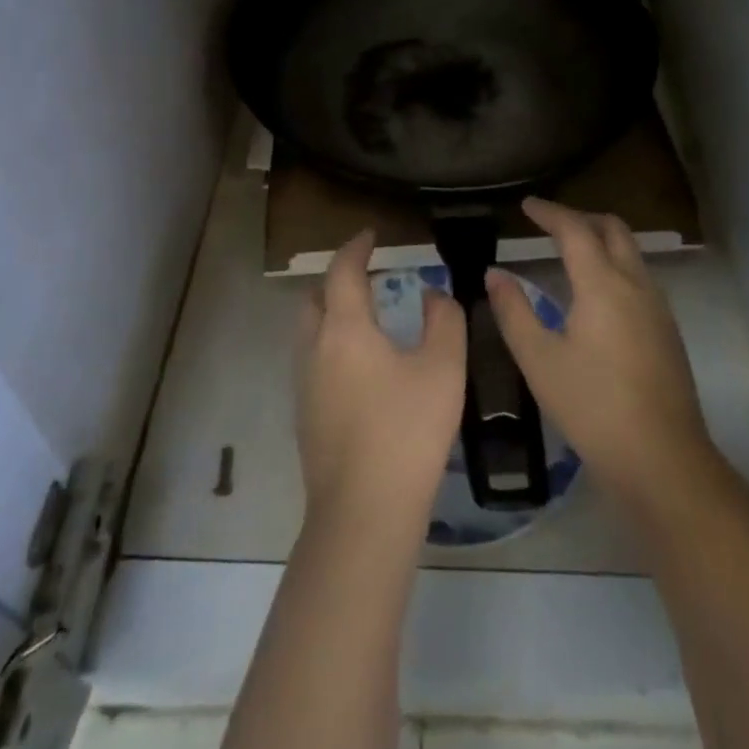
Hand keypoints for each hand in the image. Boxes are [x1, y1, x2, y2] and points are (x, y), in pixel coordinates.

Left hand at [295, 230, 465, 531]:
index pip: (342, 270)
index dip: (355, 247)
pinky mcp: (304, 418)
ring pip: (308, 332)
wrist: (364, 513)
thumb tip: (432, 294)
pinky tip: (359, 369)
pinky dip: (330, 346)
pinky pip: (312, 362)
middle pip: (315, 299)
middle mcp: (314, 349)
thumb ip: (444, 320)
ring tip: (364, 319)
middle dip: (336, 280)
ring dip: (330, 314)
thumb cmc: (407, 430)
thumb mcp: (443, 368)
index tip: (370, 235)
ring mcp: (304, 386)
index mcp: (344, 328)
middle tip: (365, 277)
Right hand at [487, 198, 717, 503]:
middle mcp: (635, 284)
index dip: (549, 212)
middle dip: (581, 217)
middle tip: (550, 224)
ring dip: (601, 240)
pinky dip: (615, 265)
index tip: (526, 205)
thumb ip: (513, 311)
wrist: (663, 461)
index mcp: (602, 284)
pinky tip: (596, 295)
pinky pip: (639, 277)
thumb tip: (494, 274)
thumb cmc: (592, 407)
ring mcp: (658, 308)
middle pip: (613, 229)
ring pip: (631, 253)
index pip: (575, 229)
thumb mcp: (539, 360)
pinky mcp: (668, 331)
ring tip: (570, 253)